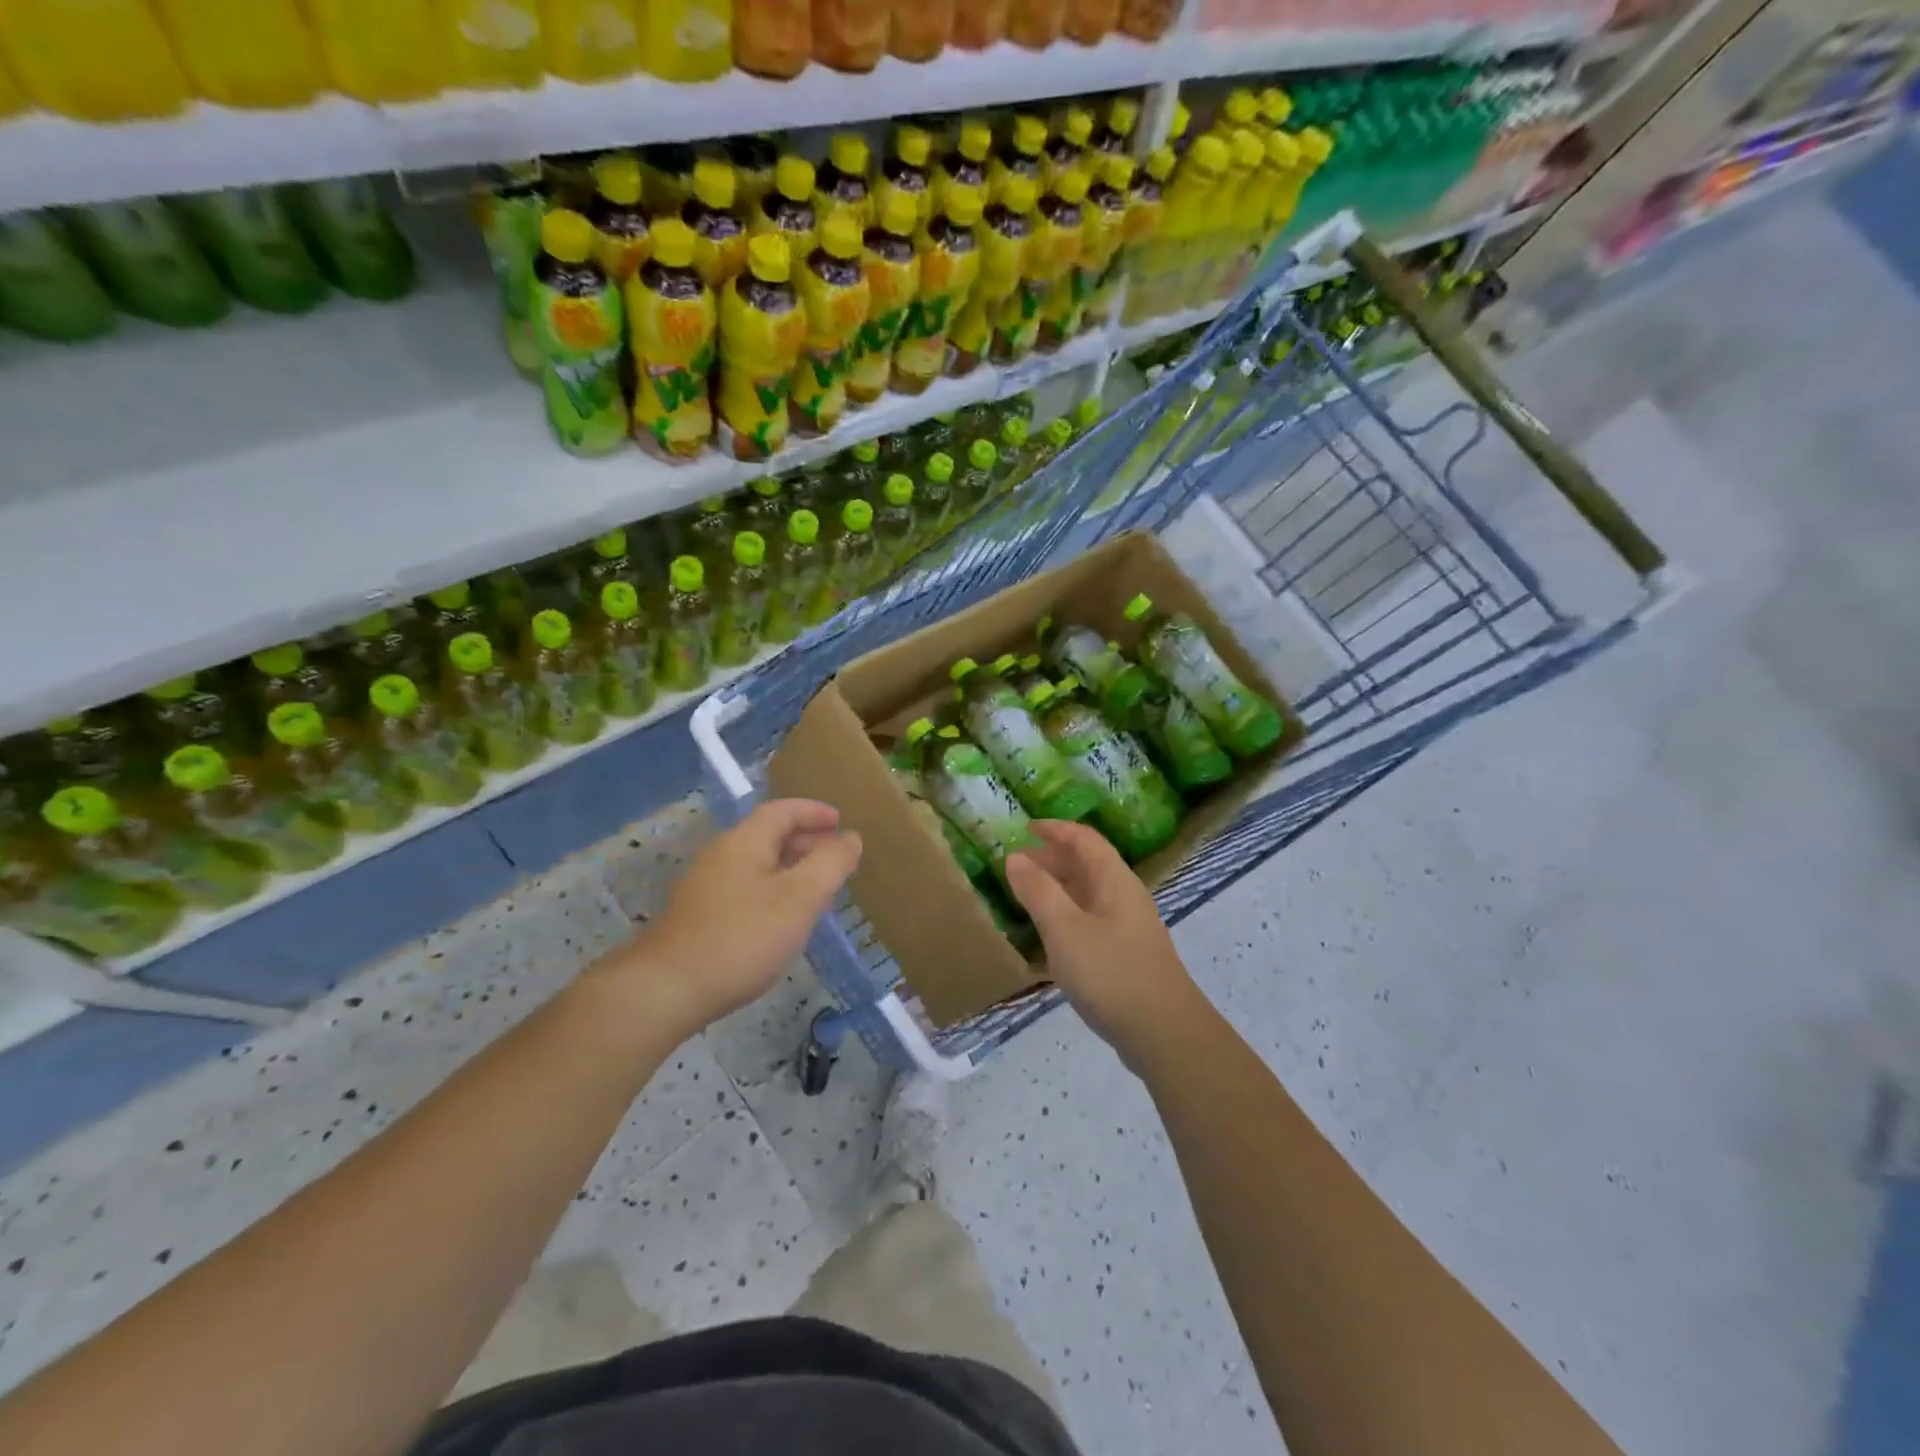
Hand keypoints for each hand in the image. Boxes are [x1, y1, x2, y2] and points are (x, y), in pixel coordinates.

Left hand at [590, 800, 861, 1041]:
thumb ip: (830, 864)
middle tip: (836, 858)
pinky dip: (773, 890)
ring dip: (791, 868)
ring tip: (818, 890)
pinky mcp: (699, 916)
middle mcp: (722, 855)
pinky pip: (745, 888)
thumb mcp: (800, 899)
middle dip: (805, 841)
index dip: (814, 812)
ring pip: (757, 864)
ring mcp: (705, 887)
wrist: (667, 990)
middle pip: (768, 835)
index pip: (782, 811)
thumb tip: (850, 837)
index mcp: (745, 842)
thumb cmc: (742, 938)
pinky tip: (783, 920)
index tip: (840, 822)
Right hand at [1005, 821, 1206, 1072]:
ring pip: (1089, 893)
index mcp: (1114, 880)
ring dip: (1059, 887)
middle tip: (1016, 865)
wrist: (1164, 1034)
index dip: (1055, 829)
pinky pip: (1092, 919)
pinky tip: (1050, 936)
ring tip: (1026, 896)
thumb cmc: (1111, 973)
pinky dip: (1067, 915)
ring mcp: (1129, 926)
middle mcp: (1125, 896)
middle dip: (1052, 858)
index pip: (1084, 839)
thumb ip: (1038, 891)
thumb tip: (1016, 857)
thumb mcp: (1064, 930)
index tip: (1024, 828)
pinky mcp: (1127, 954)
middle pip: (1088, 864)